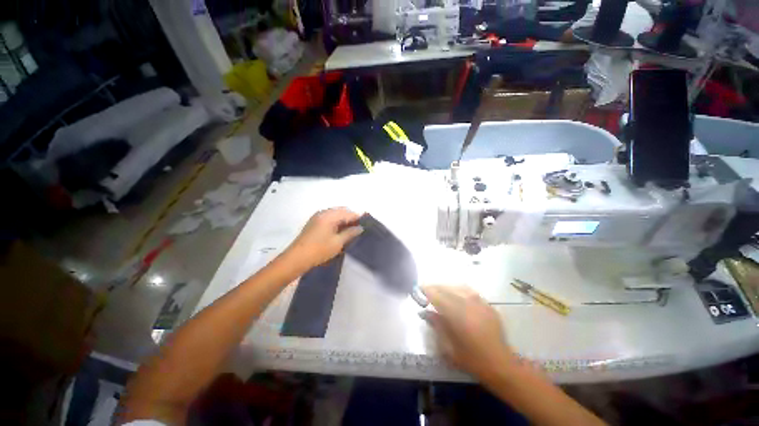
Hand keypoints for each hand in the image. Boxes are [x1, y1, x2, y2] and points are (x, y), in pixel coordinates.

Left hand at [285, 208, 362, 269]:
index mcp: (329, 215)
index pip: (348, 212)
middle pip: (342, 211)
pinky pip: (329, 218)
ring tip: (350, 231)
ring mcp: (317, 217)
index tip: (366, 225)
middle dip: (351, 218)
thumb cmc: (319, 250)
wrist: (296, 258)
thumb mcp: (338, 242)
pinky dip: (336, 222)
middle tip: (358, 229)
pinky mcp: (314, 223)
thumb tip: (360, 228)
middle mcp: (323, 212)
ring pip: (335, 214)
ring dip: (344, 220)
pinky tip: (340, 231)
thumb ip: (350, 233)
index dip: (358, 218)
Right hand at [421, 285, 514, 379]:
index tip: (418, 288)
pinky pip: (470, 292)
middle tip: (427, 290)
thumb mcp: (448, 347)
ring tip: (440, 291)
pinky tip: (457, 295)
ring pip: (459, 287)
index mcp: (457, 315)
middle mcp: (468, 304)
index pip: (437, 296)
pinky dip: (460, 290)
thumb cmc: (472, 359)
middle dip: (435, 287)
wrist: (501, 365)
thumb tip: (424, 312)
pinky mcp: (488, 305)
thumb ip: (436, 325)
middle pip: (447, 289)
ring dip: (447, 287)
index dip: (427, 290)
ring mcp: (480, 303)